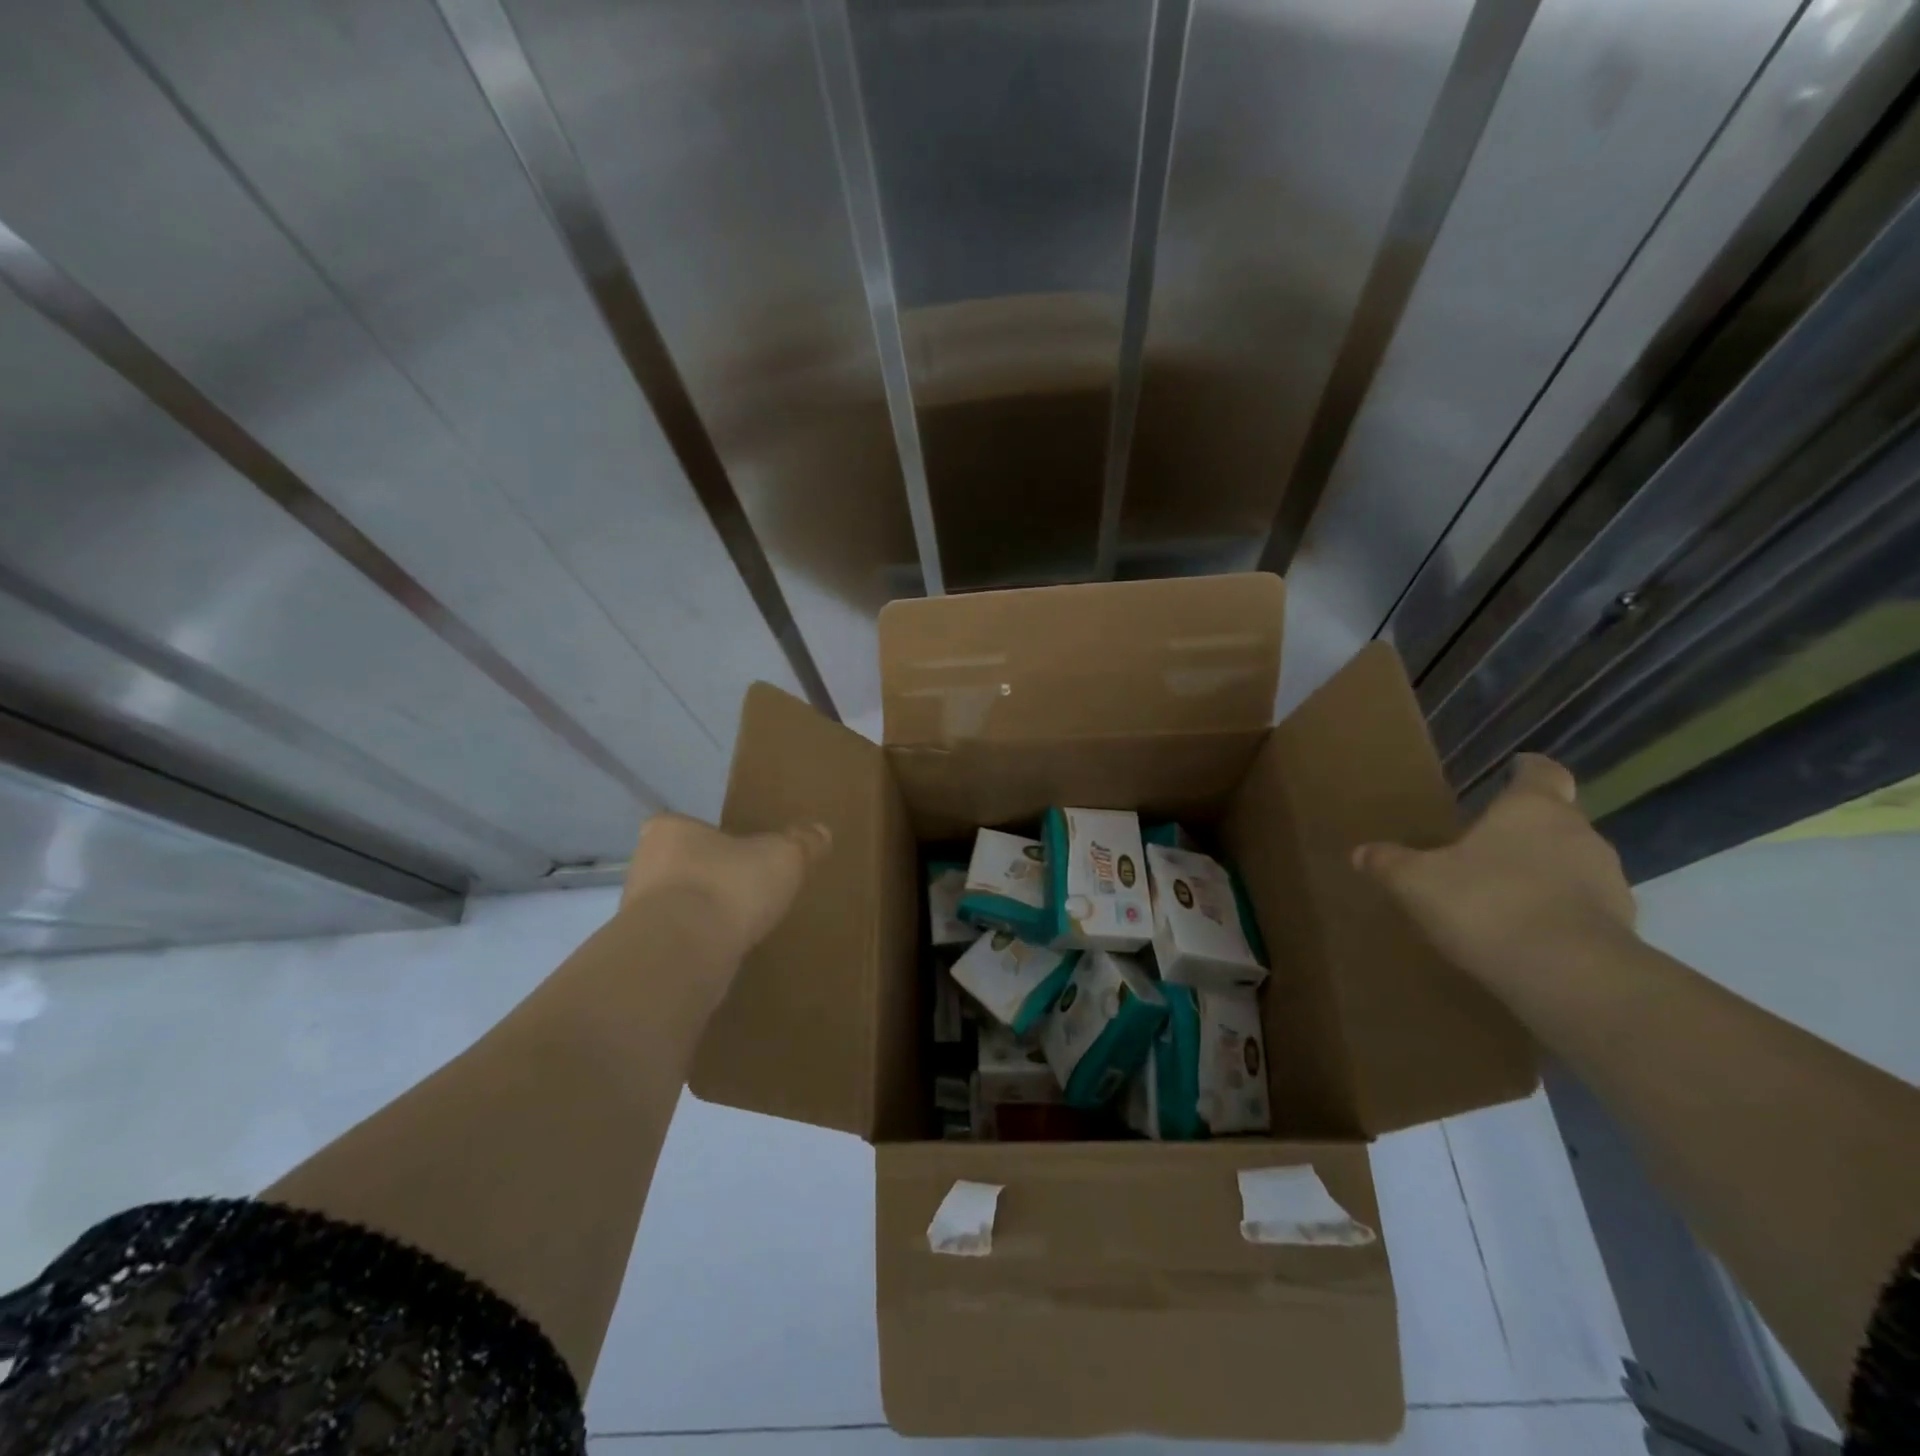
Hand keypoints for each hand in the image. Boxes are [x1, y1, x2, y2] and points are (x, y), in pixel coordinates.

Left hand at [621, 813, 830, 971]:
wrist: (683, 954)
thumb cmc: (729, 886)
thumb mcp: (783, 856)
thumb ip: (802, 842)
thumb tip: (821, 832)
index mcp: (669, 830)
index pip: (687, 827)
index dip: (714, 840)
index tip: (740, 855)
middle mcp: (644, 866)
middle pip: (683, 867)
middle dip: (711, 878)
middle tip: (747, 890)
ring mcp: (638, 913)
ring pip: (678, 906)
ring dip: (704, 915)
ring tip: (742, 926)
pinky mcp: (645, 953)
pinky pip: (678, 942)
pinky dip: (700, 946)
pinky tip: (727, 954)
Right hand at [1353, 755, 1636, 995]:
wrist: (1569, 976)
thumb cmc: (1487, 904)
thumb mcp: (1417, 882)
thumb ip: (1390, 863)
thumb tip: (1360, 852)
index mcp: (1533, 809)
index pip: (1541, 772)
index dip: (1526, 770)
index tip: (1513, 771)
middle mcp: (1579, 834)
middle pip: (1557, 819)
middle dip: (1526, 829)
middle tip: (1488, 844)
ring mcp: (1609, 881)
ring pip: (1573, 863)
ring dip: (1545, 872)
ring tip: (1505, 893)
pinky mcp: (1621, 927)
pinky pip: (1584, 907)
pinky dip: (1559, 911)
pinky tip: (1526, 932)